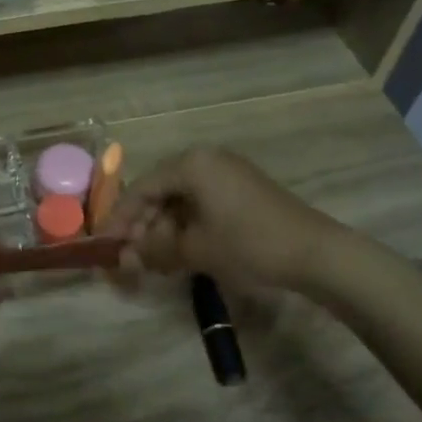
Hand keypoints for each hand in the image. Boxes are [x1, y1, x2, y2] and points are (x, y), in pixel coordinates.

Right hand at [101, 146, 346, 294]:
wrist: (316, 253)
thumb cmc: (249, 244)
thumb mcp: (196, 249)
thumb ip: (155, 249)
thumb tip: (126, 256)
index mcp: (191, 164)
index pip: (141, 188)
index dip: (120, 219)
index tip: (105, 245)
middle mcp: (206, 160)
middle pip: (160, 192)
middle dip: (143, 226)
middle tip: (130, 259)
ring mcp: (226, 173)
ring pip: (180, 199)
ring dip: (164, 229)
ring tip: (154, 261)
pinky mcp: (241, 190)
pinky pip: (201, 203)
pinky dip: (186, 226)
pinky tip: (180, 251)